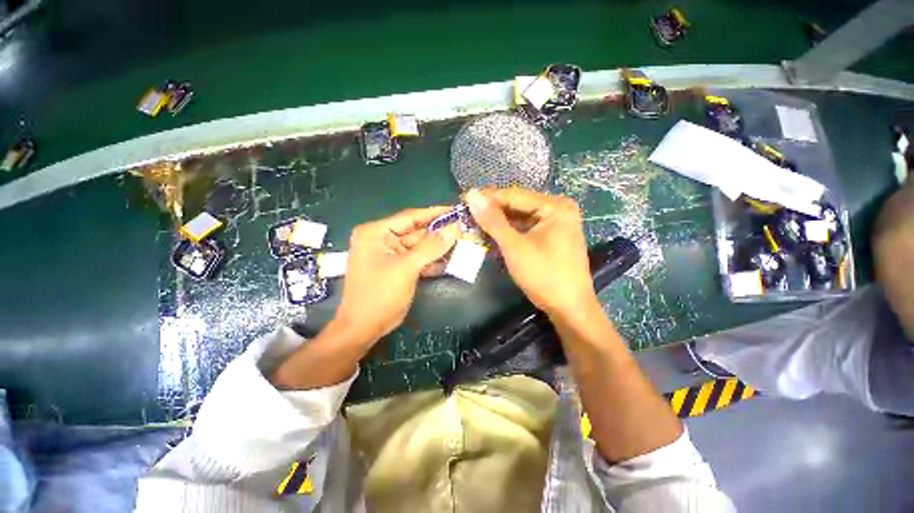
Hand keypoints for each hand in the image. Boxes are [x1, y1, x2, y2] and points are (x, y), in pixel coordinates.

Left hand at [333, 206, 461, 343]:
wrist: (364, 328)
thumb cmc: (380, 294)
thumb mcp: (407, 267)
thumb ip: (431, 247)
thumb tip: (454, 228)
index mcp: (376, 232)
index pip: (410, 216)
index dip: (435, 213)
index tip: (456, 210)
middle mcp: (382, 239)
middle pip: (416, 231)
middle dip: (439, 233)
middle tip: (464, 230)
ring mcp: (389, 254)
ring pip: (419, 246)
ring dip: (438, 247)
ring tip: (462, 243)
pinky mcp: (397, 267)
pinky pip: (417, 259)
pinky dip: (432, 260)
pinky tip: (450, 260)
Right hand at [465, 188, 595, 316]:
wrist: (569, 309)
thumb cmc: (544, 275)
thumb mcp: (515, 247)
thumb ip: (493, 221)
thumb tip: (471, 194)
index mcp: (555, 206)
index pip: (514, 195)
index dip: (487, 198)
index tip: (463, 200)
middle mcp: (557, 209)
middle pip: (517, 206)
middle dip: (492, 212)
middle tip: (466, 215)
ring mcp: (555, 224)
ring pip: (519, 218)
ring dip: (498, 223)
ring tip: (474, 225)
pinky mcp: (550, 237)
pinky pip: (524, 229)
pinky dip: (508, 233)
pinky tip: (491, 236)